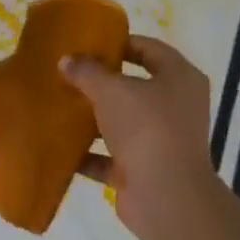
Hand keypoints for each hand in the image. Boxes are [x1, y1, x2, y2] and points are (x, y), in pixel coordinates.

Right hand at [61, 36, 221, 239]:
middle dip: (101, 82)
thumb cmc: (146, 127)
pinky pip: (112, 156)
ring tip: (59, 106)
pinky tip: (60, 147)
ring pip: (122, 122)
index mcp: (179, 78)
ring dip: (93, 118)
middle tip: (68, 73)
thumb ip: (86, 71)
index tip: (87, 44)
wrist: (165, 197)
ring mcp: (162, 141)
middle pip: (134, 86)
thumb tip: (66, 61)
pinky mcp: (145, 170)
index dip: (119, 43)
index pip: (149, 48)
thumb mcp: (111, 89)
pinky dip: (89, 153)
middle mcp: (177, 107)